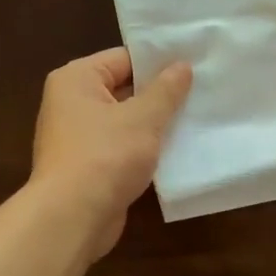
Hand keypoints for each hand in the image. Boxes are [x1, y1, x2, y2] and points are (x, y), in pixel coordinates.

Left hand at [31, 48, 191, 260]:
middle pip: (124, 88)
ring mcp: (79, 136)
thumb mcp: (143, 118)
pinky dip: (146, 148)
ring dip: (156, 123)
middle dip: (161, 93)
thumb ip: (166, 90)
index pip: (124, 57)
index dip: (160, 61)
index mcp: (77, 79)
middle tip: (203, 90)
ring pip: (126, 120)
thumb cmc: (105, 156)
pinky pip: (123, 146)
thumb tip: (182, 66)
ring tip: (197, 117)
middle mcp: (72, 103)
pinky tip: (178, 150)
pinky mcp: (90, 166)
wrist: (72, 217)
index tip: (195, 64)